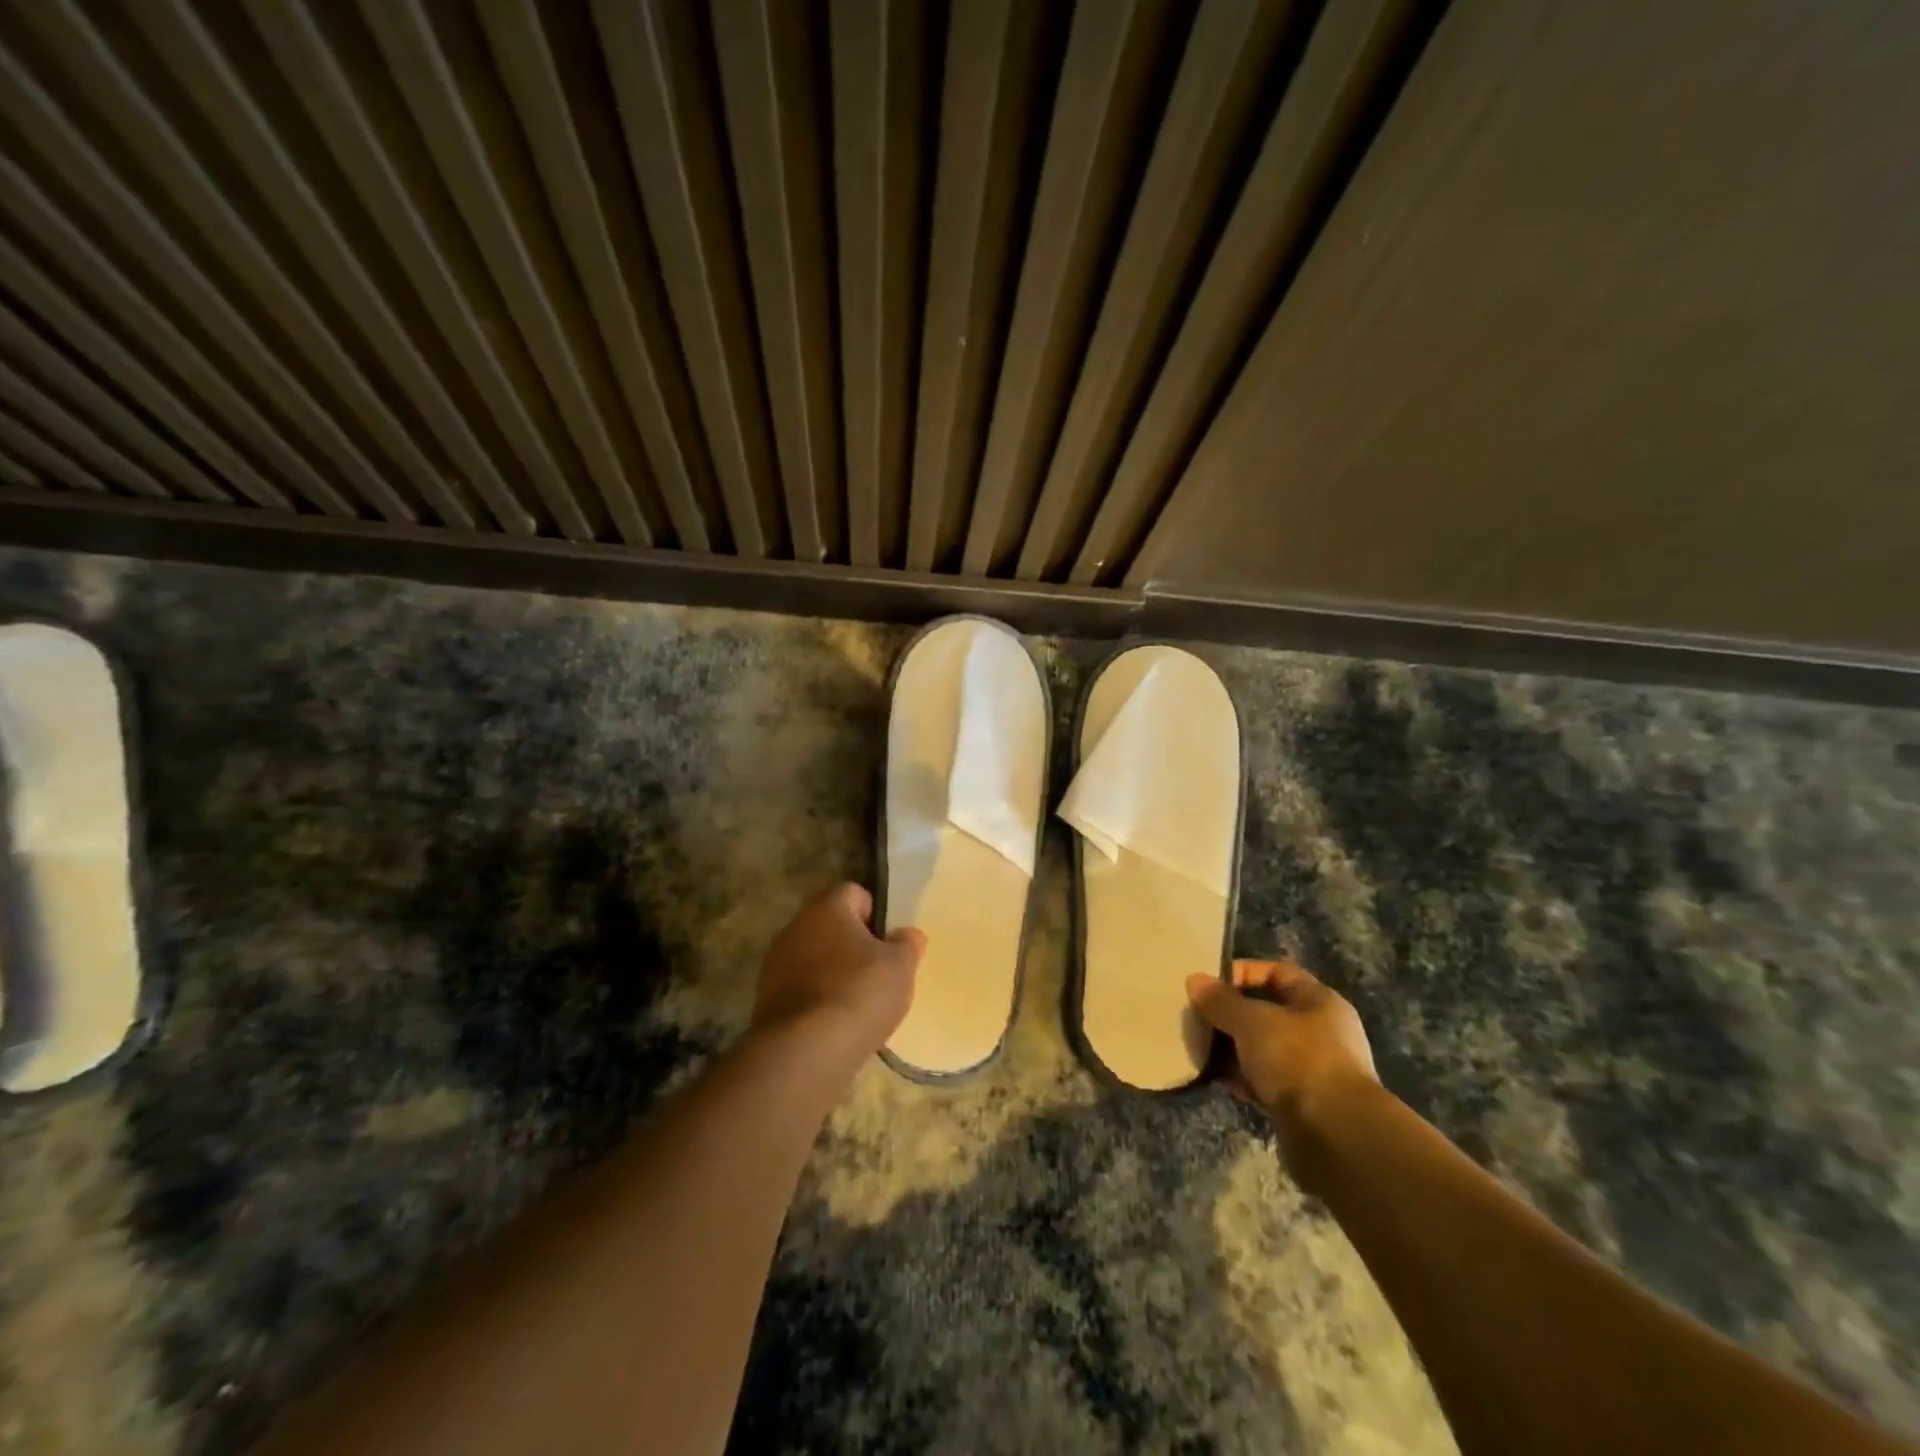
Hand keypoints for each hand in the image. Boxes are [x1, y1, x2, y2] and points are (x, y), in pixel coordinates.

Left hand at [753, 883, 924, 1075]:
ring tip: (858, 1003)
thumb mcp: (900, 966)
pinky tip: (835, 1024)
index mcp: (827, 908)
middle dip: (854, 945)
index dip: (876, 913)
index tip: (888, 942)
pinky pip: (801, 988)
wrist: (805, 1052)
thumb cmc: (859, 993)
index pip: (854, 893)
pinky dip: (818, 999)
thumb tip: (907, 935)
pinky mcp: (766, 999)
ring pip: (815, 958)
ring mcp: (776, 964)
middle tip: (878, 972)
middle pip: (832, 926)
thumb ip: (907, 944)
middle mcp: (796, 927)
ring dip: (834, 973)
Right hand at [1187, 960, 1377, 1134]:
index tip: (1209, 984)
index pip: (1277, 973)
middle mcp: (1320, 1032)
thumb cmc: (1298, 1060)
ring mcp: (1312, 1070)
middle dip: (1231, 1014)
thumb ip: (1221, 1001)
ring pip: (1263, 1048)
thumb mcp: (1252, 1021)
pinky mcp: (1302, 1104)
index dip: (1243, 973)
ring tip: (1199, 1047)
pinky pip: (1264, 1081)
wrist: (1335, 1136)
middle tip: (1198, 1017)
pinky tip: (1215, 1078)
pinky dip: (1241, 1078)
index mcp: (1319, 1002)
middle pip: (1268, 1012)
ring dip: (1232, 1048)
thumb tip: (1195, 980)